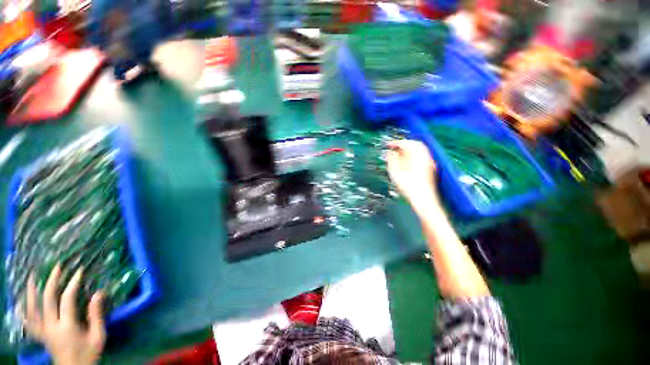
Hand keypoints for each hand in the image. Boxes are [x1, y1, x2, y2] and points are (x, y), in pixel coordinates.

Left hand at [24, 265, 105, 364]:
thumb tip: (99, 293)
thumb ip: (97, 316)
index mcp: (66, 327)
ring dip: (32, 292)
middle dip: (52, 281)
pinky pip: (27, 321)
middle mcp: (51, 327)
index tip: (79, 271)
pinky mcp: (39, 335)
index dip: (73, 283)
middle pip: (47, 300)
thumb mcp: (98, 336)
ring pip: (32, 309)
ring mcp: (42, 331)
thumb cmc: (88, 353)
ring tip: (32, 277)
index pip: (67, 299)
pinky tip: (21, 302)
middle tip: (57, 267)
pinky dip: (23, 310)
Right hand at [386, 140, 438, 211]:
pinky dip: (414, 154)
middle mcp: (425, 156)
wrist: (424, 200)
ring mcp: (429, 162)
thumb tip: (390, 152)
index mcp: (417, 156)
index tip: (388, 145)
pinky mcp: (430, 168)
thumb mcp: (396, 173)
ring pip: (420, 149)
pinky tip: (407, 160)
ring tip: (399, 153)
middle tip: (393, 147)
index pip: (406, 143)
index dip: (396, 143)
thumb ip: (392, 160)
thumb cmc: (408, 187)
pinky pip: (422, 155)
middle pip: (415, 144)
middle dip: (403, 143)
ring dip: (409, 148)